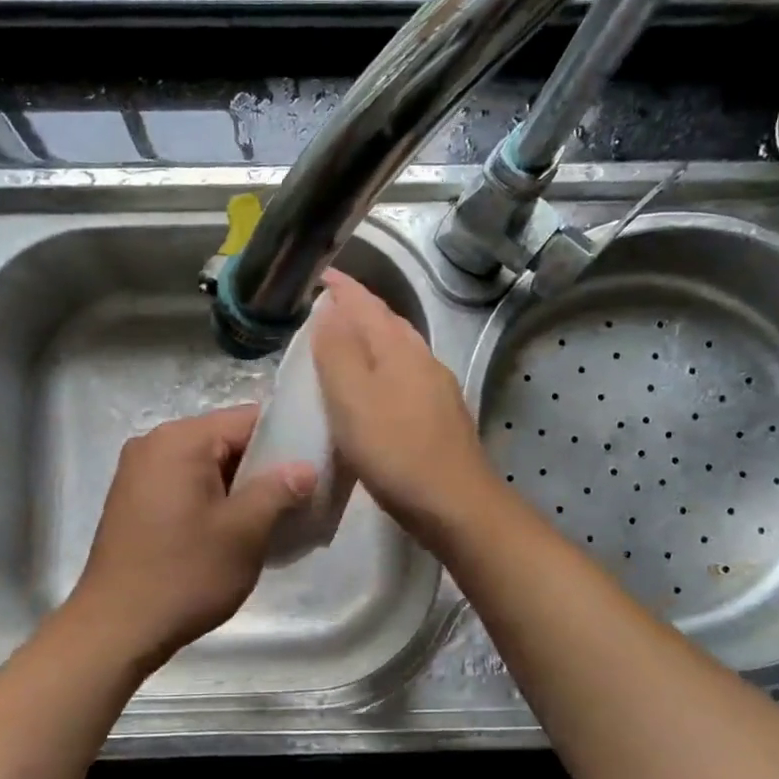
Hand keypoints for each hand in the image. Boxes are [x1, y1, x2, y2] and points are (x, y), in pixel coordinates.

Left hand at [68, 406, 316, 673]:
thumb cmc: (185, 574)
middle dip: (263, 467)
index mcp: (180, 440)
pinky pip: (185, 484)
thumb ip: (279, 489)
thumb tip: (306, 467)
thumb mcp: (244, 532)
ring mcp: (139, 472)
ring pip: (207, 465)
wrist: (115, 629)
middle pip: (226, 440)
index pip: (248, 419)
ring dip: (239, 487)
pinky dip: (213, 499)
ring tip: (272, 518)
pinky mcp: (133, 500)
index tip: (315, 468)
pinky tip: (233, 531)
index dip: (286, 441)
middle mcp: (154, 443)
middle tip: (299, 498)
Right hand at [312, 270, 500, 549]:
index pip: (367, 305)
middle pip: (388, 323)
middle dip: (360, 309)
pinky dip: (383, 370)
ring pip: (399, 351)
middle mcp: (423, 360)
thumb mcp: (353, 399)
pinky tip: (375, 390)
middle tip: (330, 306)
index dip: (344, 289)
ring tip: (346, 344)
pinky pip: (405, 377)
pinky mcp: (440, 417)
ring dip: (372, 339)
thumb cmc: (395, 450)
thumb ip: (338, 352)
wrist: (455, 504)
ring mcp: (437, 389)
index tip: (322, 275)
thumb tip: (330, 311)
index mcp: (399, 349)